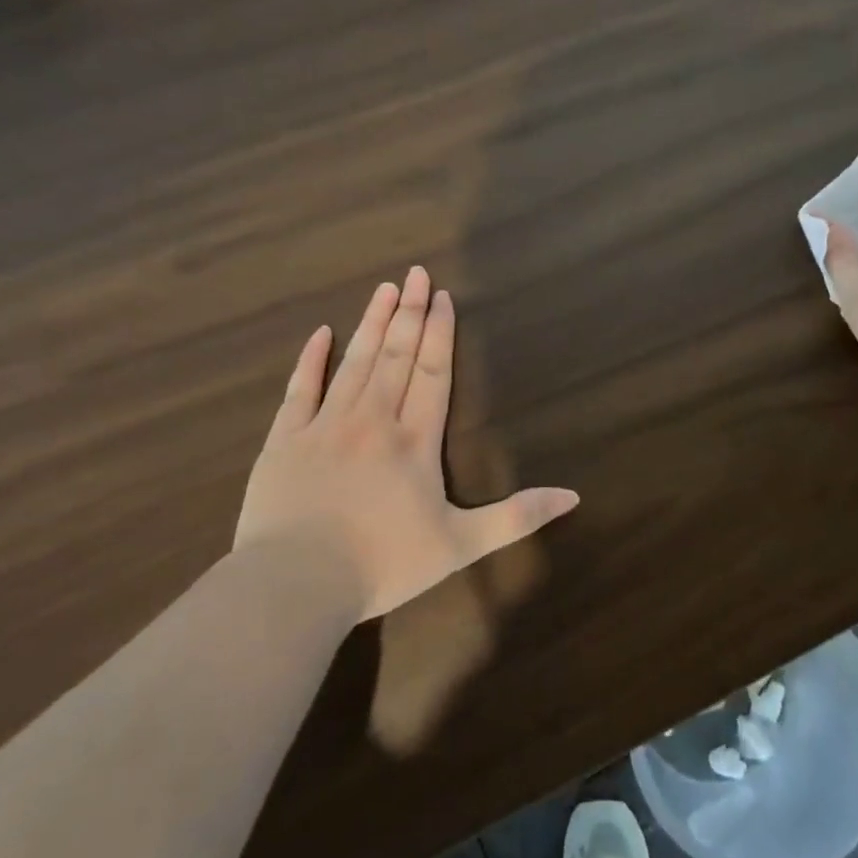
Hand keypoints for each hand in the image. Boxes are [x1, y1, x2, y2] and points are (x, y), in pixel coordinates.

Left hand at [232, 268, 578, 621]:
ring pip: (354, 363)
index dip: (441, 334)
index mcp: (415, 441)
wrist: (295, 584)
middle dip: (411, 313)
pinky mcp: (283, 441)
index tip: (444, 297)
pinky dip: (310, 360)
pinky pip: (299, 390)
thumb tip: (574, 496)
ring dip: (372, 323)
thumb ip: (517, 518)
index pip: (433, 373)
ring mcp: (324, 426)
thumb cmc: (383, 564)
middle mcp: (373, 420)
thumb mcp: (461, 546)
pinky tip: (321, 333)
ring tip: (385, 288)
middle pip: (396, 355)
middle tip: (417, 273)